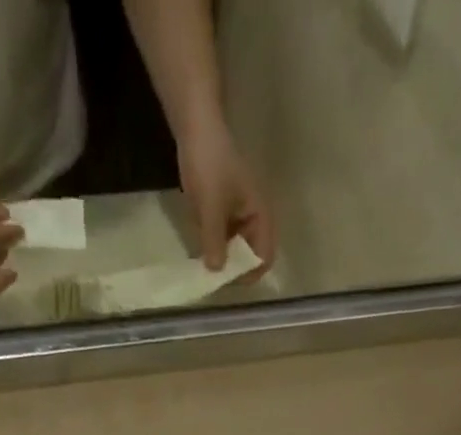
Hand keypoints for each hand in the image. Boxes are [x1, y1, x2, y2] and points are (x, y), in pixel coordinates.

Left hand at [177, 120, 273, 277]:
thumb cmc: (210, 164)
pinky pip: (221, 238)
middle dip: (233, 269)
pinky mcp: (223, 212)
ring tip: (203, 264)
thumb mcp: (211, 206)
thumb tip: (216, 272)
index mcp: (260, 216)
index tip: (228, 280)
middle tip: (212, 276)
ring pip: (234, 250)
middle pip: (249, 256)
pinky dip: (212, 246)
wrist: (196, 128)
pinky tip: (199, 247)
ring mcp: (238, 216)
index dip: (249, 272)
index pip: (264, 256)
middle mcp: (253, 219)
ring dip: (221, 259)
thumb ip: (215, 241)